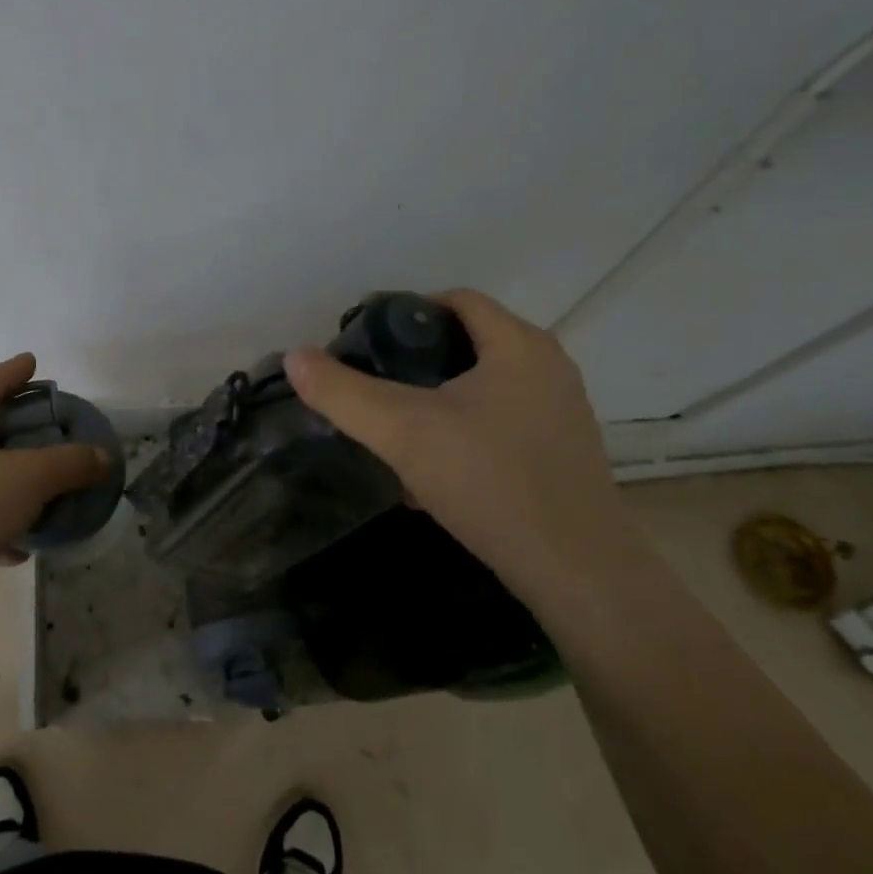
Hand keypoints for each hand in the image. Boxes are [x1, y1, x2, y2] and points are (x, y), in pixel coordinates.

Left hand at [0, 354, 110, 602]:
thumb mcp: (29, 477)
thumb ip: (70, 462)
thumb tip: (103, 458)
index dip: (12, 372)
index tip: (33, 361)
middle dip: (17, 427)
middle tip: (49, 422)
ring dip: (14, 479)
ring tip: (48, 480)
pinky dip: (4, 521)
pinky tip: (28, 540)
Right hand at [282, 289, 626, 600]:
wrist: (578, 573)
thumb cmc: (490, 481)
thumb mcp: (403, 432)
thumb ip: (344, 393)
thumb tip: (295, 357)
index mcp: (519, 344)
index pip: (456, 300)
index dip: (406, 312)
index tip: (368, 343)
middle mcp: (548, 367)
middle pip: (469, 342)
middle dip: (417, 361)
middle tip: (376, 385)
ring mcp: (561, 412)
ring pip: (483, 387)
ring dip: (439, 400)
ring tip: (398, 429)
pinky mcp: (562, 452)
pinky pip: (501, 422)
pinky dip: (465, 431)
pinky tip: (435, 471)